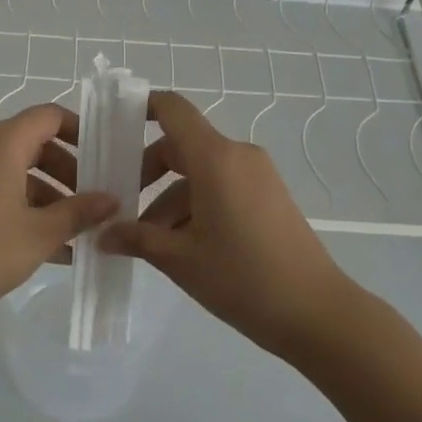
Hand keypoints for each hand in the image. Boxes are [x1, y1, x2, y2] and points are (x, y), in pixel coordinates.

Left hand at [0, 104, 116, 332]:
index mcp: (4, 142)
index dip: (81, 130)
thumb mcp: (40, 233)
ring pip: (19, 169)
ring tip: (77, 231)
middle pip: (36, 143)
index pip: (50, 116)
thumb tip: (112, 200)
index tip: (105, 156)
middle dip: (70, 170)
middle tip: (95, 200)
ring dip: (50, 194)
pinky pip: (1, 188)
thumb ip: (79, 212)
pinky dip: (26, 207)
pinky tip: (51, 247)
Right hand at [101, 92, 353, 357]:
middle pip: (180, 146)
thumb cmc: (244, 278)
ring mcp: (257, 175)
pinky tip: (182, 246)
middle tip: (122, 206)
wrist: (319, 315)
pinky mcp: (268, 197)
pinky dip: (196, 205)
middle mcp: (237, 155)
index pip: (172, 109)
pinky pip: (221, 186)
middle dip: (147, 173)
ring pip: (199, 172)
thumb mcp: (180, 260)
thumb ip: (137, 239)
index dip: (141, 107)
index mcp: (215, 158)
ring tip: (149, 241)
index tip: (113, 126)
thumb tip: (103, 234)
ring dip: (169, 198)